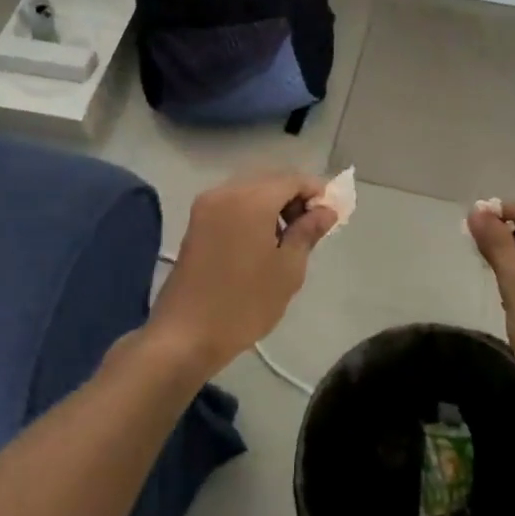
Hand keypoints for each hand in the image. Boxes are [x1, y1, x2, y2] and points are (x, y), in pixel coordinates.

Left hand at [146, 171, 336, 379]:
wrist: (184, 336)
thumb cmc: (244, 304)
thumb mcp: (288, 269)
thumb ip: (308, 232)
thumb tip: (325, 210)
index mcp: (251, 199)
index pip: (293, 179)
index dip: (316, 192)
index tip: (330, 216)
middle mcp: (226, 192)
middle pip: (271, 180)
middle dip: (294, 197)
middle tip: (311, 229)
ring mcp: (206, 206)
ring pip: (251, 190)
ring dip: (273, 204)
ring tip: (287, 239)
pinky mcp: (196, 223)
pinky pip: (233, 203)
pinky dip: (252, 212)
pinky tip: (261, 242)